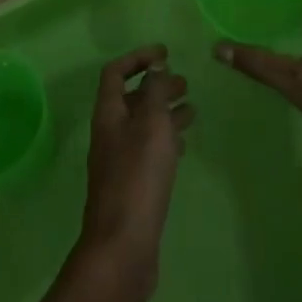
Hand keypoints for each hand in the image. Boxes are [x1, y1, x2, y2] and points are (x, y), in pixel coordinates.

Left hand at [77, 45, 193, 300]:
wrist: (122, 248)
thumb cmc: (137, 178)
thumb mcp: (151, 125)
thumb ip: (155, 91)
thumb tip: (156, 66)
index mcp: (108, 114)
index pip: (116, 72)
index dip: (138, 58)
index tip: (165, 53)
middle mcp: (110, 134)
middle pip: (132, 99)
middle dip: (157, 86)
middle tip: (185, 83)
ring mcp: (119, 162)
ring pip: (143, 125)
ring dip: (165, 112)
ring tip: (192, 110)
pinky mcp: (132, 186)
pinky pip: (149, 151)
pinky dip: (166, 140)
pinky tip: (184, 145)